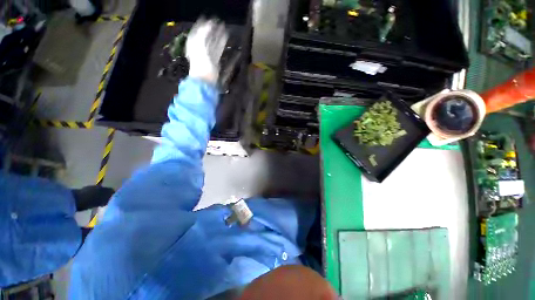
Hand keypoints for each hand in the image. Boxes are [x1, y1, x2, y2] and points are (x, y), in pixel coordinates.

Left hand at [186, 18, 228, 84]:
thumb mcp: (198, 45)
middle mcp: (200, 48)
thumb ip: (203, 33)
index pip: (198, 31)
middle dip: (212, 29)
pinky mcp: (214, 61)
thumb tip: (208, 24)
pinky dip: (221, 43)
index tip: (209, 19)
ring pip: (213, 42)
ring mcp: (207, 55)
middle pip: (206, 36)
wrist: (205, 79)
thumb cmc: (200, 63)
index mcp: (194, 44)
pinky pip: (218, 49)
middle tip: (218, 22)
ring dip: (218, 35)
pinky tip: (225, 38)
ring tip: (224, 28)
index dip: (203, 25)